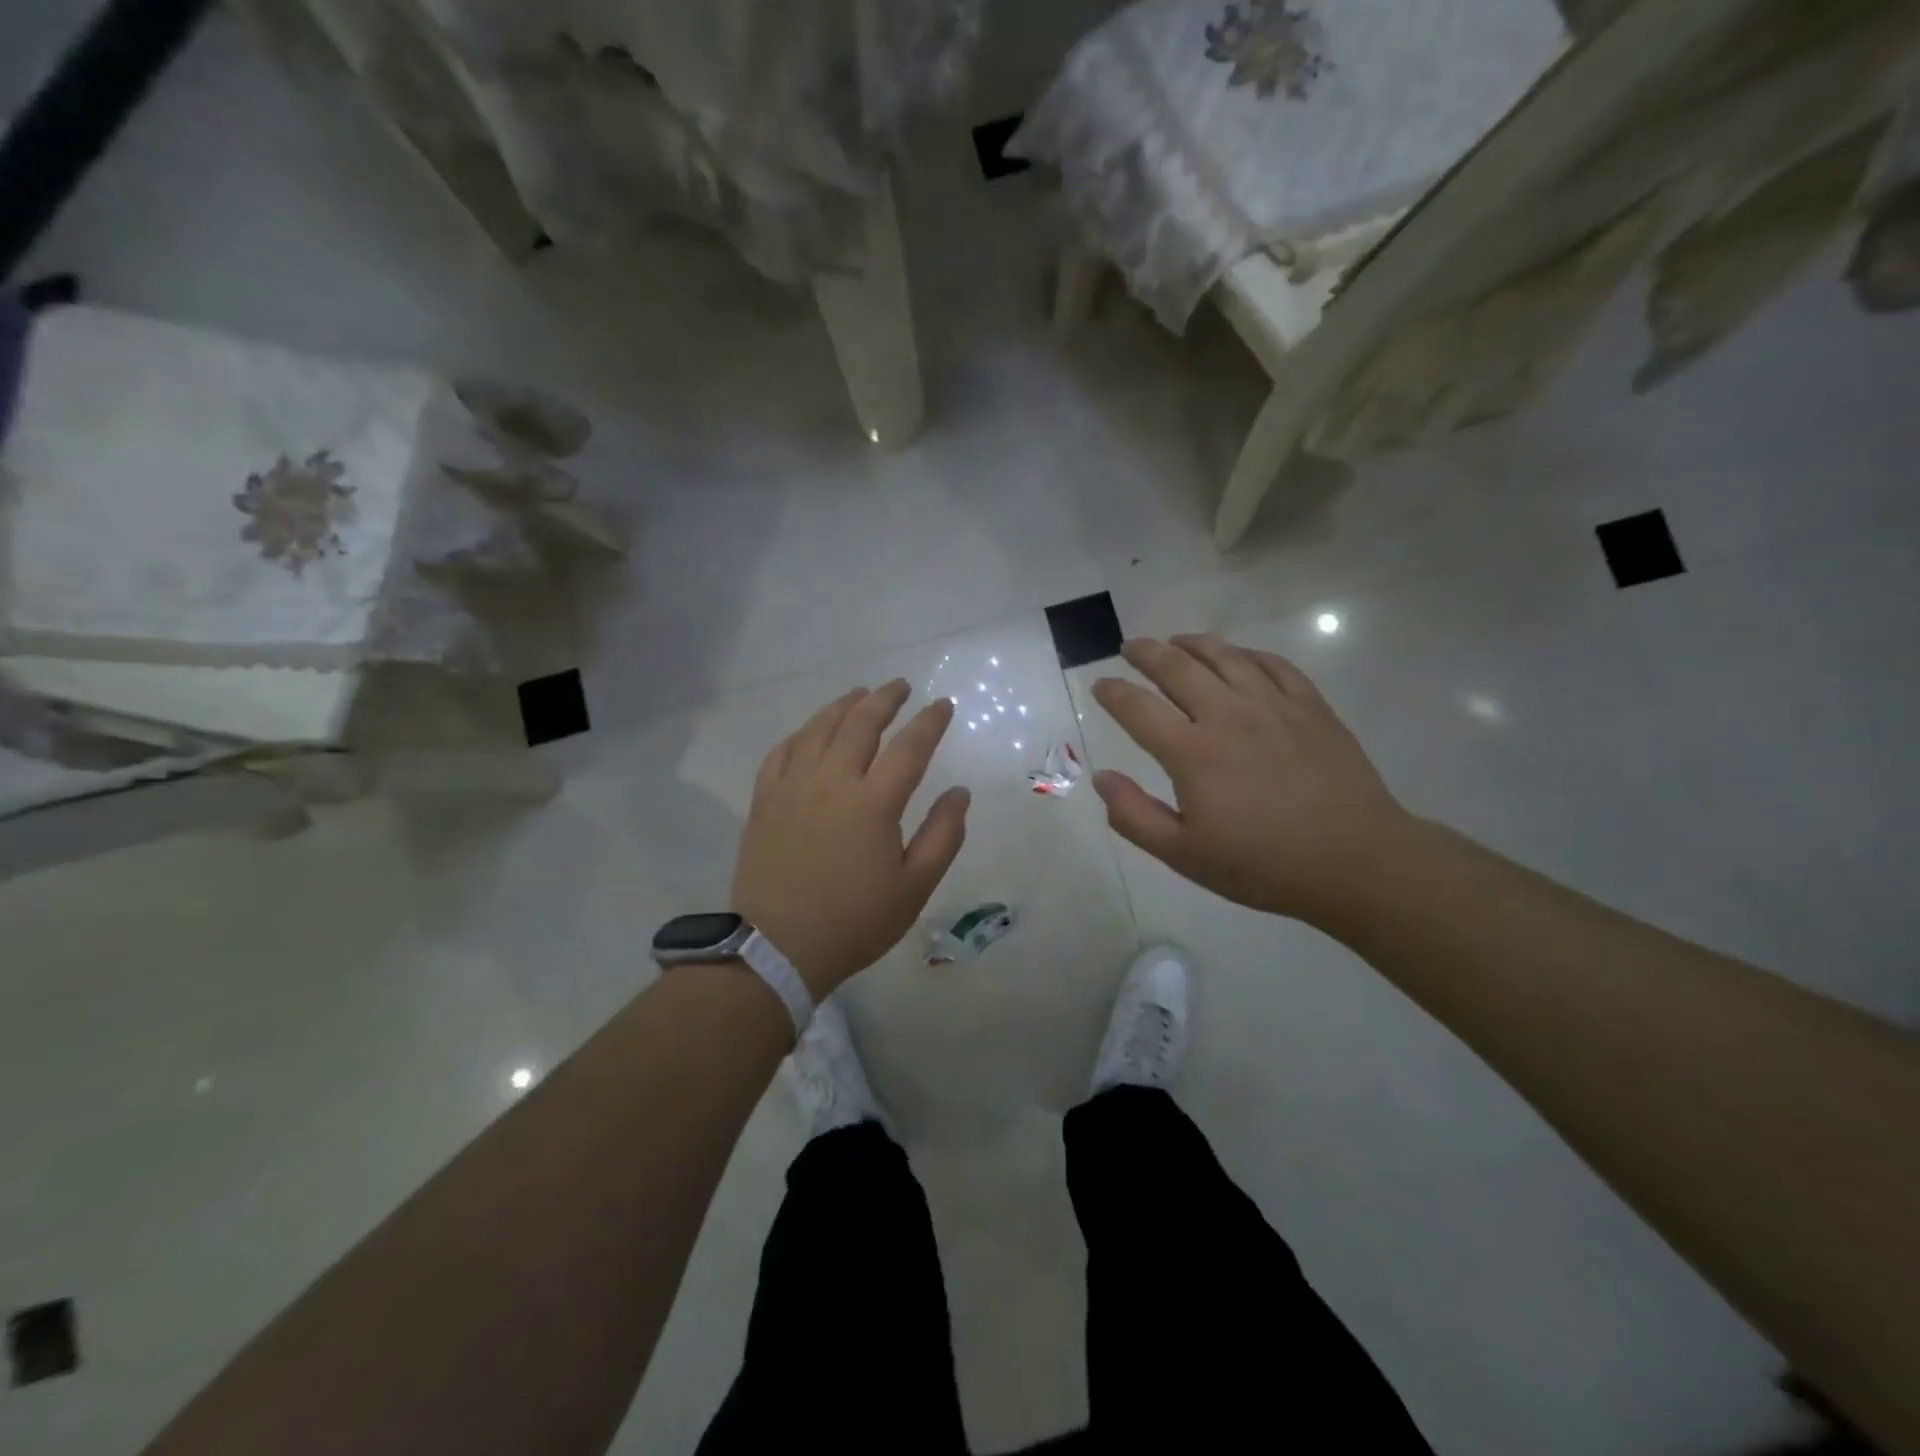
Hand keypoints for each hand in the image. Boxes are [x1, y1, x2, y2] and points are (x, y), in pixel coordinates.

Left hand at [732, 681, 969, 997]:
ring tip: (859, 695)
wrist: (777, 948)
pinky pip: (781, 752)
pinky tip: (810, 732)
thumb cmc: (854, 922)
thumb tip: (959, 792)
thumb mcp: (914, 887)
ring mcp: (792, 788)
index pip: (909, 747)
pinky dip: (801, 734)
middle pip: (860, 723)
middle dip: (884, 698)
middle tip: (900, 686)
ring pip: (818, 729)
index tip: (942, 705)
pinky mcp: (764, 800)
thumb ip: (942, 836)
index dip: (929, 721)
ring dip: (843, 705)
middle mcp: (831, 782)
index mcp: (873, 803)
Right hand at [1090, 634, 1411, 925]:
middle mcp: (1227, 715)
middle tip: (1130, 648)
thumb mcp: (1184, 855)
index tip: (1100, 685)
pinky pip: (1272, 664)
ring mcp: (1272, 705)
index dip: (1112, 693)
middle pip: (1177, 668)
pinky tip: (1238, 656)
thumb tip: (1101, 778)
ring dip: (1193, 643)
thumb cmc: (1262, 864)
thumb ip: (1134, 816)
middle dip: (1146, 653)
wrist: (1354, 860)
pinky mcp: (1310, 706)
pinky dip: (1246, 653)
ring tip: (1177, 640)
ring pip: (1225, 656)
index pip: (1138, 708)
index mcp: (1192, 752)